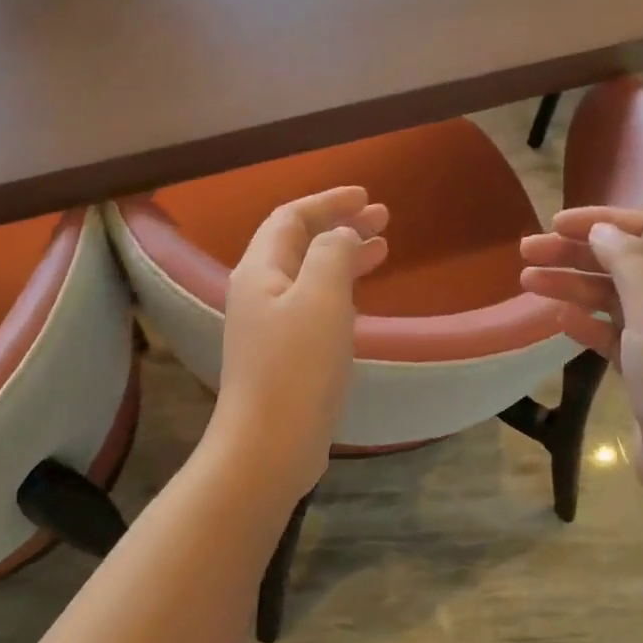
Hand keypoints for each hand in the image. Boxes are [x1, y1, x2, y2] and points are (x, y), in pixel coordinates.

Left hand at [209, 186, 389, 497]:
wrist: (269, 446)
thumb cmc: (297, 367)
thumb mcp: (321, 298)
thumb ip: (332, 253)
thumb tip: (340, 235)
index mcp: (260, 271)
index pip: (291, 217)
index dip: (328, 201)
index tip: (366, 196)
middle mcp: (259, 292)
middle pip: (299, 243)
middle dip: (340, 225)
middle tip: (383, 218)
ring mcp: (269, 326)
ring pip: (308, 275)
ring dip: (343, 256)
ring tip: (382, 249)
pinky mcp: (283, 355)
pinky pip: (313, 305)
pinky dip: (339, 290)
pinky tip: (360, 297)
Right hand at [521, 208, 642, 527]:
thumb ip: (629, 262)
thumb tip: (602, 231)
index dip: (603, 220)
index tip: (555, 223)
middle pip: (625, 263)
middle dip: (576, 253)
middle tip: (527, 251)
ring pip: (613, 299)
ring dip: (572, 286)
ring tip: (526, 281)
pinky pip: (611, 335)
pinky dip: (585, 322)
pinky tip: (557, 318)